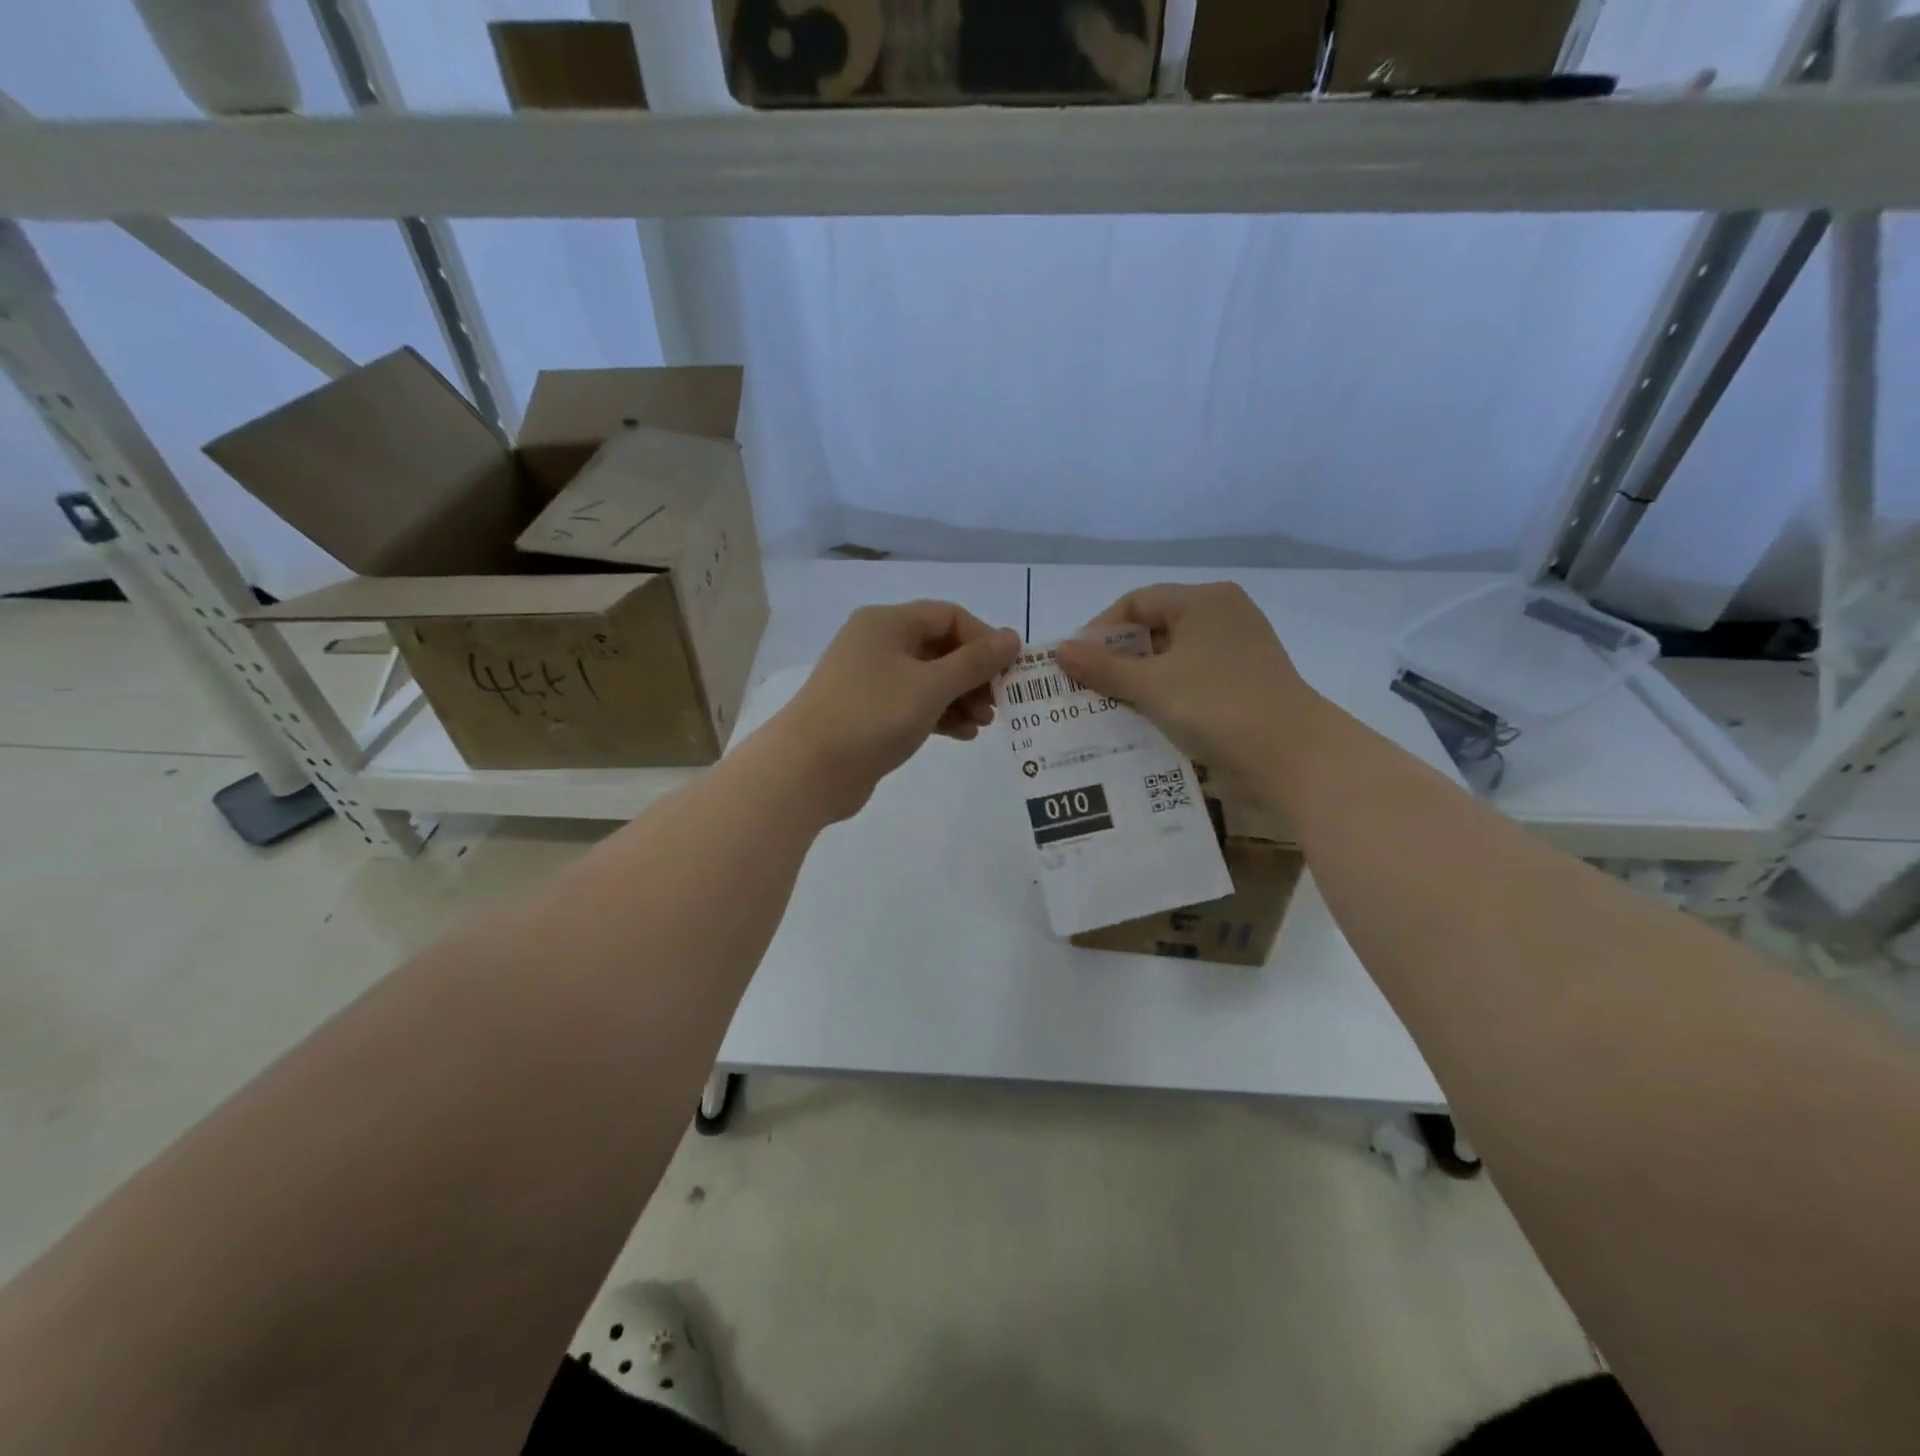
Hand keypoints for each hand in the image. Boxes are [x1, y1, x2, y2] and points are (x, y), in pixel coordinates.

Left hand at [770, 601, 1022, 821]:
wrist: (808, 770)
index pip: (949, 616)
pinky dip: (940, 715)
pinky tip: (962, 735)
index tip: (1007, 671)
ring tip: (983, 725)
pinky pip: (914, 704)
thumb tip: (1013, 637)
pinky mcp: (869, 713)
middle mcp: (878, 644)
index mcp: (887, 623)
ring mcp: (871, 680)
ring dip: (961, 698)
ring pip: (929, 679)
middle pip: (941, 648)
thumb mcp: (931, 686)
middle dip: (973, 675)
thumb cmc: (872, 716)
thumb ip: (975, 662)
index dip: (983, 640)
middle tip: (996, 704)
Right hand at [1055, 583, 1325, 792]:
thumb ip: (1102, 667)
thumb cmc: (1218, 706)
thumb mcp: (1152, 685)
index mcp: (1204, 601)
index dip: (1099, 630)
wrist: (1293, 757)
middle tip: (1086, 687)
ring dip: (1138, 680)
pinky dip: (1165, 695)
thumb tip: (1060, 649)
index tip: (1075, 663)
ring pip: (1172, 658)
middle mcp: (1223, 616)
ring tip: (1107, 706)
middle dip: (1117, 658)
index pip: (1136, 602)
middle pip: (1154, 628)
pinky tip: (1144, 719)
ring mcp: (1237, 651)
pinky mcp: (1244, 683)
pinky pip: (1191, 680)